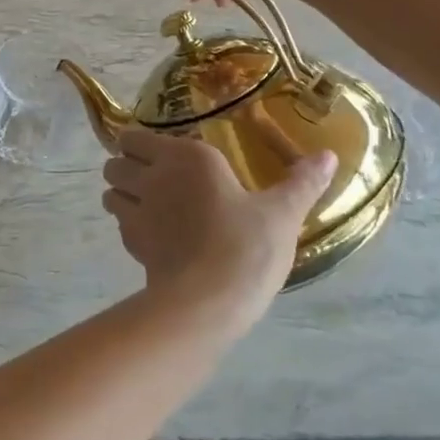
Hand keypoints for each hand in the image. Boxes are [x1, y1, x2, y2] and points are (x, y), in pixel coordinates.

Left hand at [102, 130, 336, 322]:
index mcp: (187, 156)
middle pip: (115, 160)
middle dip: (125, 165)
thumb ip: (302, 182)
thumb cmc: (247, 246)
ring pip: (110, 190)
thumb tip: (329, 155)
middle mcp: (154, 176)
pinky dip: (127, 223)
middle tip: (150, 177)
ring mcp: (137, 210)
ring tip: (145, 204)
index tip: (158, 153)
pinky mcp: (131, 243)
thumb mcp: (283, 213)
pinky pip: (119, 223)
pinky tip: (153, 235)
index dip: (140, 144)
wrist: (209, 302)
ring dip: (120, 193)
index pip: (137, 137)